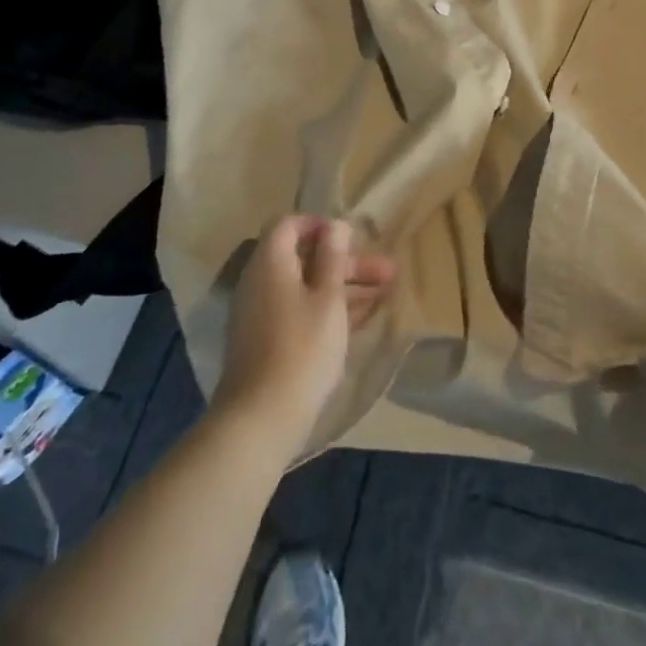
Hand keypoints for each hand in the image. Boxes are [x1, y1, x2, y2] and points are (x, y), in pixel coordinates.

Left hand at [211, 215, 396, 457]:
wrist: (260, 420)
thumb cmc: (302, 349)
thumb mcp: (328, 299)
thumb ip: (332, 259)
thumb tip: (334, 225)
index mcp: (270, 263)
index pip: (288, 225)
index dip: (319, 225)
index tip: (351, 237)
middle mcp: (259, 282)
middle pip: (303, 258)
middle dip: (345, 262)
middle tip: (386, 272)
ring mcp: (260, 314)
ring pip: (304, 287)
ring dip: (342, 287)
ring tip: (384, 294)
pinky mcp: (265, 343)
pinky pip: (298, 311)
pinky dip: (326, 309)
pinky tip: (359, 321)